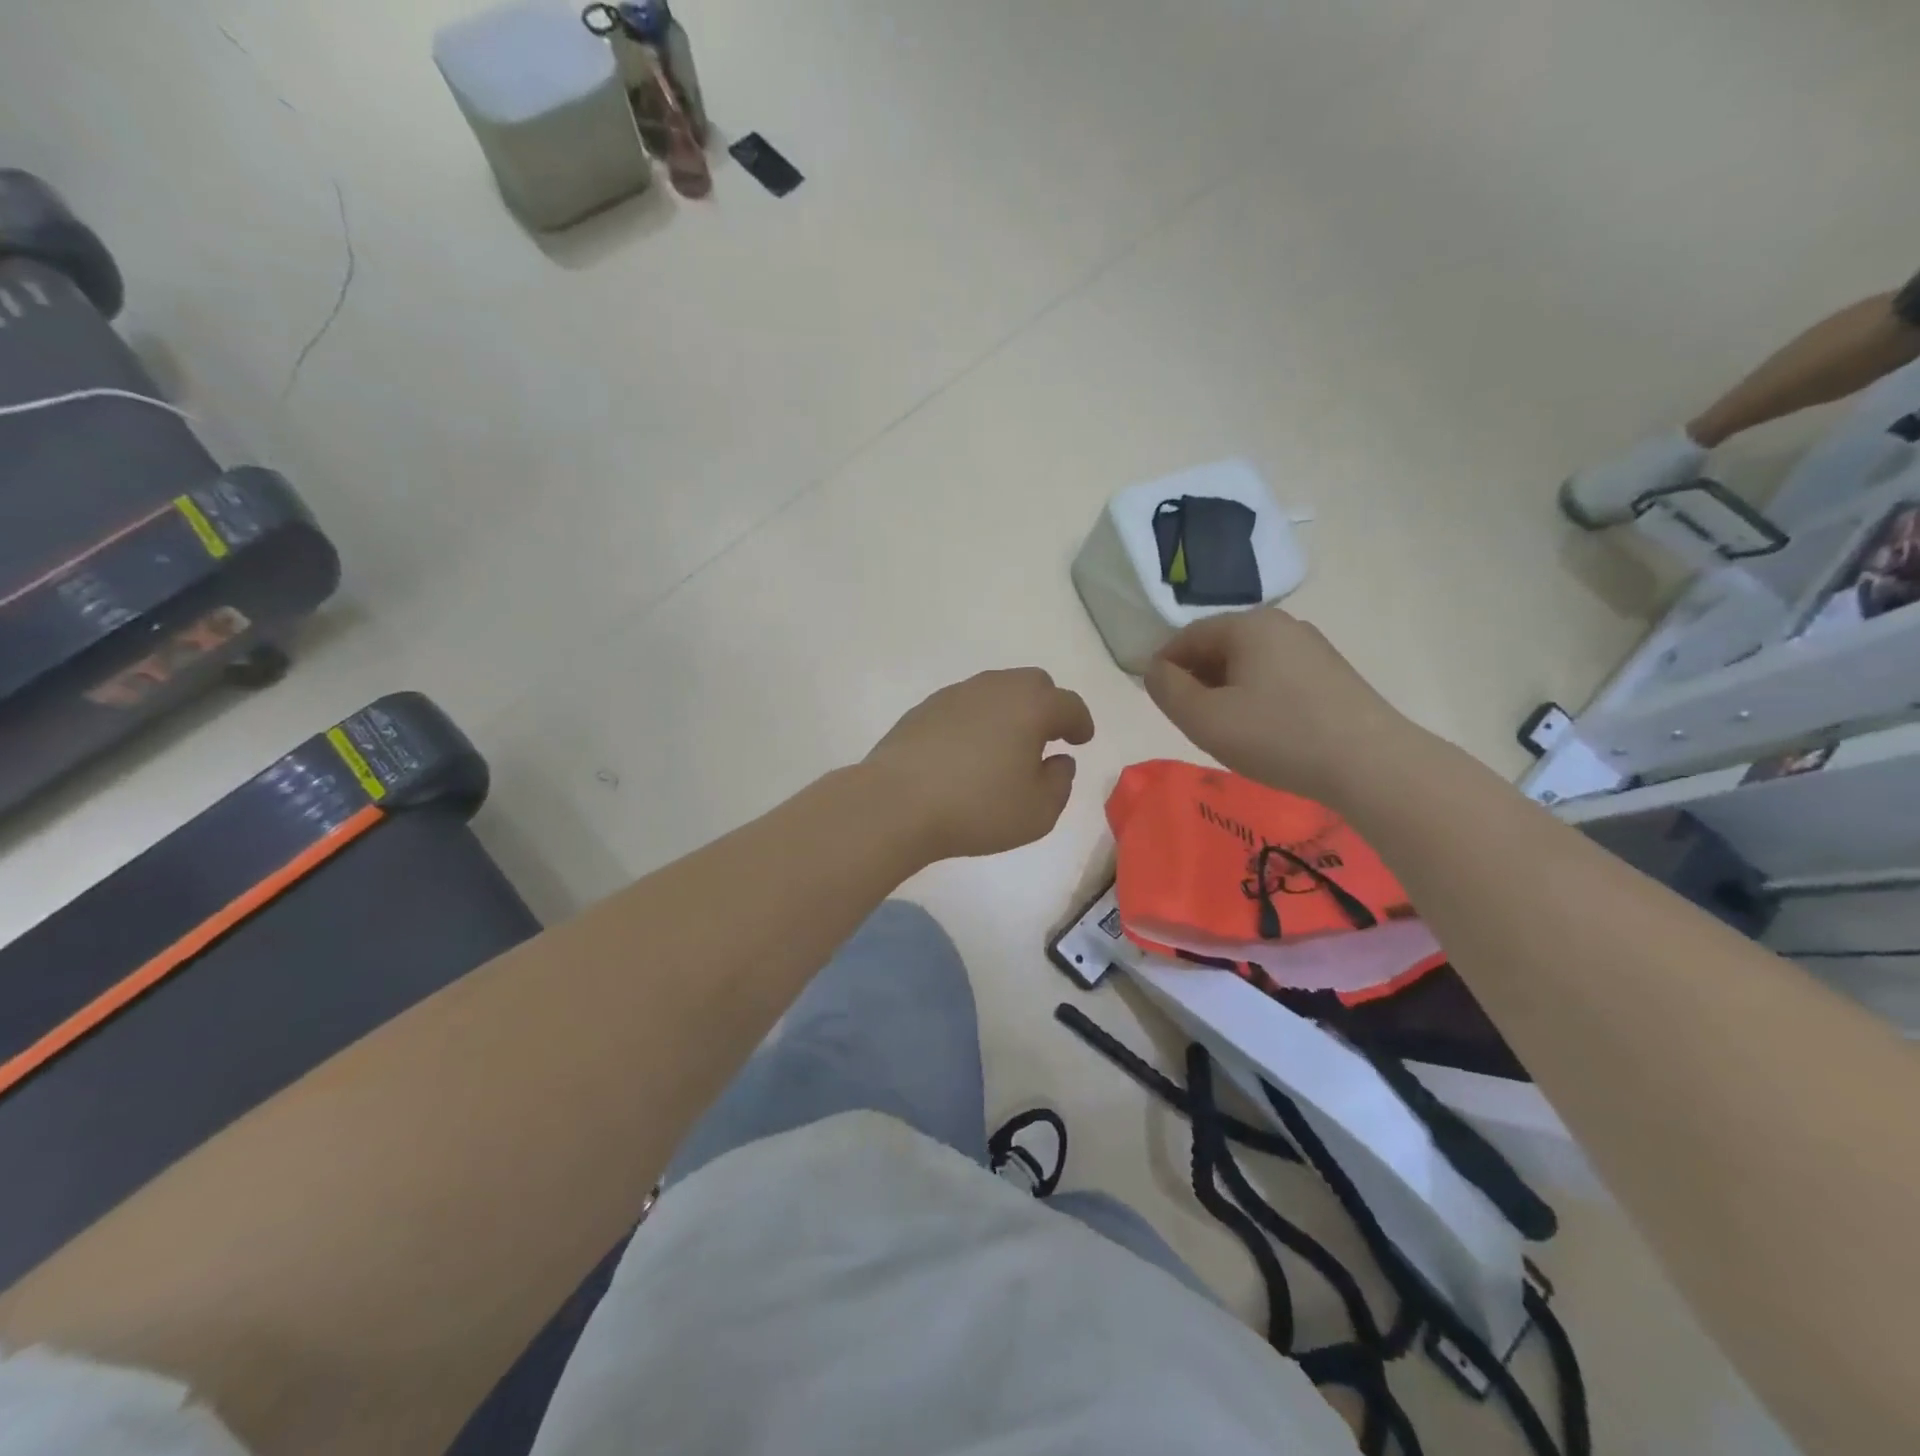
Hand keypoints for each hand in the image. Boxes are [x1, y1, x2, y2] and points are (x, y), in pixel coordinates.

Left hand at [865, 668, 1094, 861]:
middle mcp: (995, 688)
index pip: (1068, 704)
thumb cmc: (977, 808)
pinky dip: (977, 720)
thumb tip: (1058, 760)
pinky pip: (964, 705)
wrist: (896, 803)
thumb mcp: (1038, 811)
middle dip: (1047, 706)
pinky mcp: (924, 709)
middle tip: (1047, 736)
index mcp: (1030, 706)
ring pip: (995, 690)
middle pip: (1032, 684)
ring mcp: (955, 695)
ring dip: (1010, 710)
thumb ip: (1060, 782)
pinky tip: (969, 750)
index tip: (1081, 739)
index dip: (1080, 722)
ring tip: (1008, 744)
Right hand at [1144, 609, 1417, 802]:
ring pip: (1248, 663)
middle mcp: (1282, 624)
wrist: (1371, 764)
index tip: (1156, 700)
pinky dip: (1255, 696)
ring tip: (1224, 729)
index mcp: (1248, 625)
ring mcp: (1311, 648)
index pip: (1187, 636)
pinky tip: (1262, 729)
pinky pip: (1275, 676)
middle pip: (1219, 646)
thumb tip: (1155, 669)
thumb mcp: (1204, 718)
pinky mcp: (1331, 673)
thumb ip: (1167, 689)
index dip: (1164, 665)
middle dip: (1195, 678)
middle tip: (1188, 719)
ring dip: (1225, 690)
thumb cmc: (1277, 736)